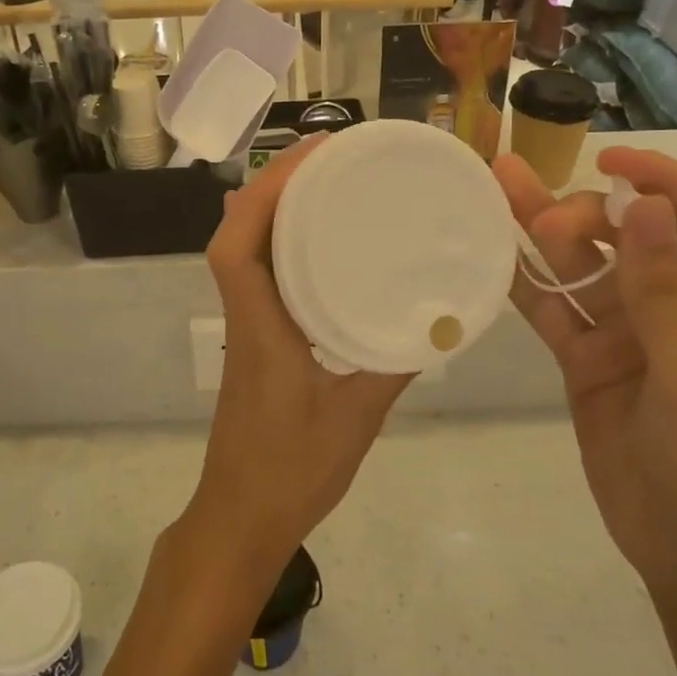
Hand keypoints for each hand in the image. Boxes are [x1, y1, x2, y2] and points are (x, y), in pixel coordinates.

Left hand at [186, 135, 412, 580]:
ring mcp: (246, 328)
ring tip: (330, 184)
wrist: (241, 519)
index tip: (310, 157)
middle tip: (332, 156)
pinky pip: (263, 276)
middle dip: (275, 185)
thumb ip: (394, 364)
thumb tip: (438, 321)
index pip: (237, 244)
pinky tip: (325, 246)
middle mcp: (244, 316)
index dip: (264, 193)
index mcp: (258, 327)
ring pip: (247, 251)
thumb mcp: (357, 416)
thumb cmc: (292, 471)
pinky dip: (285, 246)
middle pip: (238, 232)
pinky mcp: (256, 342)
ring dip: (276, 209)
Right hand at [493, 146, 676, 597]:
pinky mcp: (584, 357)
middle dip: (585, 214)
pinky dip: (523, 286)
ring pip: (579, 267)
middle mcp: (671, 302)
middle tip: (543, 220)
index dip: (657, 178)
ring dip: (541, 232)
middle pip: (625, 234)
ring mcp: (622, 330)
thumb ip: (662, 290)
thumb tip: (644, 205)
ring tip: (498, 189)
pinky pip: (552, 311)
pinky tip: (491, 257)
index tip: (607, 157)